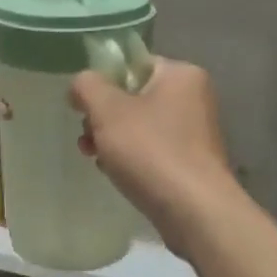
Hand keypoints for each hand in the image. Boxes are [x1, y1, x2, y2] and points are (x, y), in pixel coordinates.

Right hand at [70, 58, 242, 257]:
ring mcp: (194, 133)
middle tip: (87, 138)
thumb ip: (87, 86)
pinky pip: (151, 150)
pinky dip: (131, 159)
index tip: (83, 107)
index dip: (102, 83)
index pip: (133, 65)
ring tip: (95, 158)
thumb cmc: (150, 150)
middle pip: (133, 97)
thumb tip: (81, 85)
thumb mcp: (107, 110)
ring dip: (112, 140)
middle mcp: (193, 98)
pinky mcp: (191, 163)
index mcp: (181, 75)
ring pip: (139, 126)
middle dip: (103, 117)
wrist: (194, 211)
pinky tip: (116, 174)